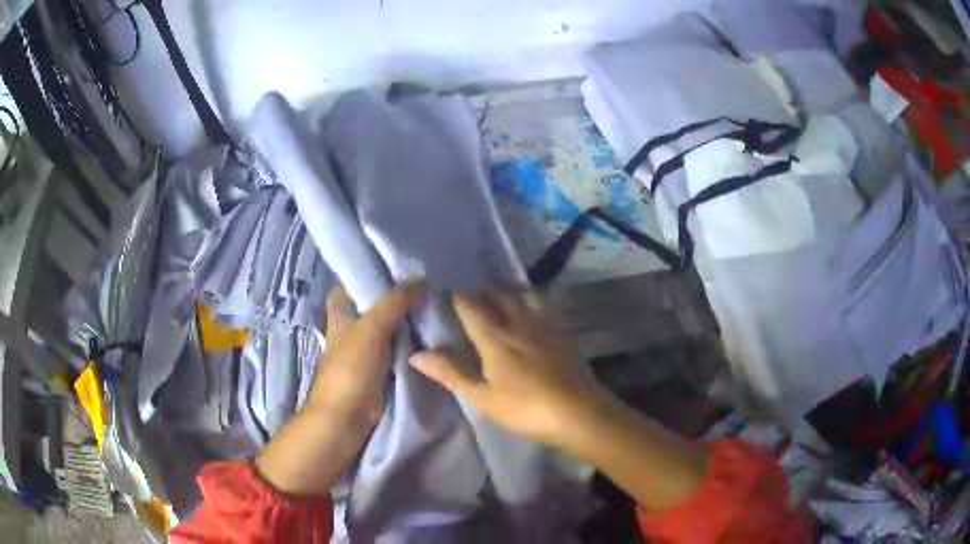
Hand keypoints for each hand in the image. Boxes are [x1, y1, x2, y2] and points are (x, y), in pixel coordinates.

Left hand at [255, 280, 421, 495]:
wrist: (347, 416)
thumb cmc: (352, 367)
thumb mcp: (372, 328)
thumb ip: (394, 302)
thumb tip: (419, 278)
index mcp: (339, 317)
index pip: (344, 290)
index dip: (361, 280)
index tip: (391, 272)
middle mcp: (348, 333)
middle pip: (368, 310)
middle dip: (391, 301)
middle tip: (421, 289)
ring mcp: (362, 354)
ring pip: (383, 331)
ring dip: (402, 324)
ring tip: (430, 309)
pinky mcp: (376, 373)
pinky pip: (393, 352)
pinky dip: (406, 346)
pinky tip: (427, 338)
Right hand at [409, 292, 608, 448]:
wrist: (579, 412)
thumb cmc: (525, 408)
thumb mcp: (483, 397)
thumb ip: (451, 373)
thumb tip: (417, 354)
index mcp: (496, 338)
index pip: (472, 308)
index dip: (458, 297)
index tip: (446, 288)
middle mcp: (520, 324)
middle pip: (501, 297)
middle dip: (485, 291)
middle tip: (474, 292)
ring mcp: (545, 327)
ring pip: (526, 298)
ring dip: (511, 293)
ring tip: (504, 297)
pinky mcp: (563, 335)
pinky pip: (545, 310)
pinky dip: (534, 304)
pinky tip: (535, 315)